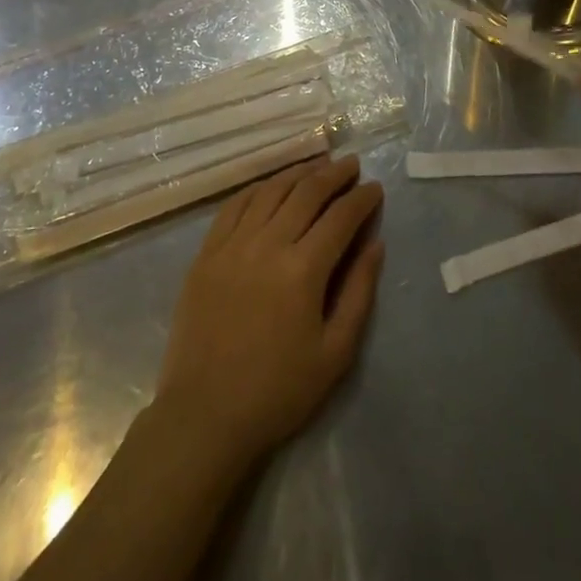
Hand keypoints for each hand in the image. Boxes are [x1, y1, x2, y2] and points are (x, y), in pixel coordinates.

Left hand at [155, 156, 384, 466]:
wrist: (204, 415)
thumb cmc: (278, 391)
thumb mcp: (335, 353)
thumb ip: (359, 292)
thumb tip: (375, 244)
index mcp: (303, 269)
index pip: (340, 217)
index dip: (362, 199)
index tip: (376, 187)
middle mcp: (268, 243)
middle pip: (307, 192)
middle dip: (334, 174)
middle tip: (352, 165)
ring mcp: (233, 244)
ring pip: (271, 190)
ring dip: (298, 172)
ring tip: (318, 165)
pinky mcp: (207, 252)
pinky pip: (235, 205)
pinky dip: (258, 188)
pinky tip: (271, 185)